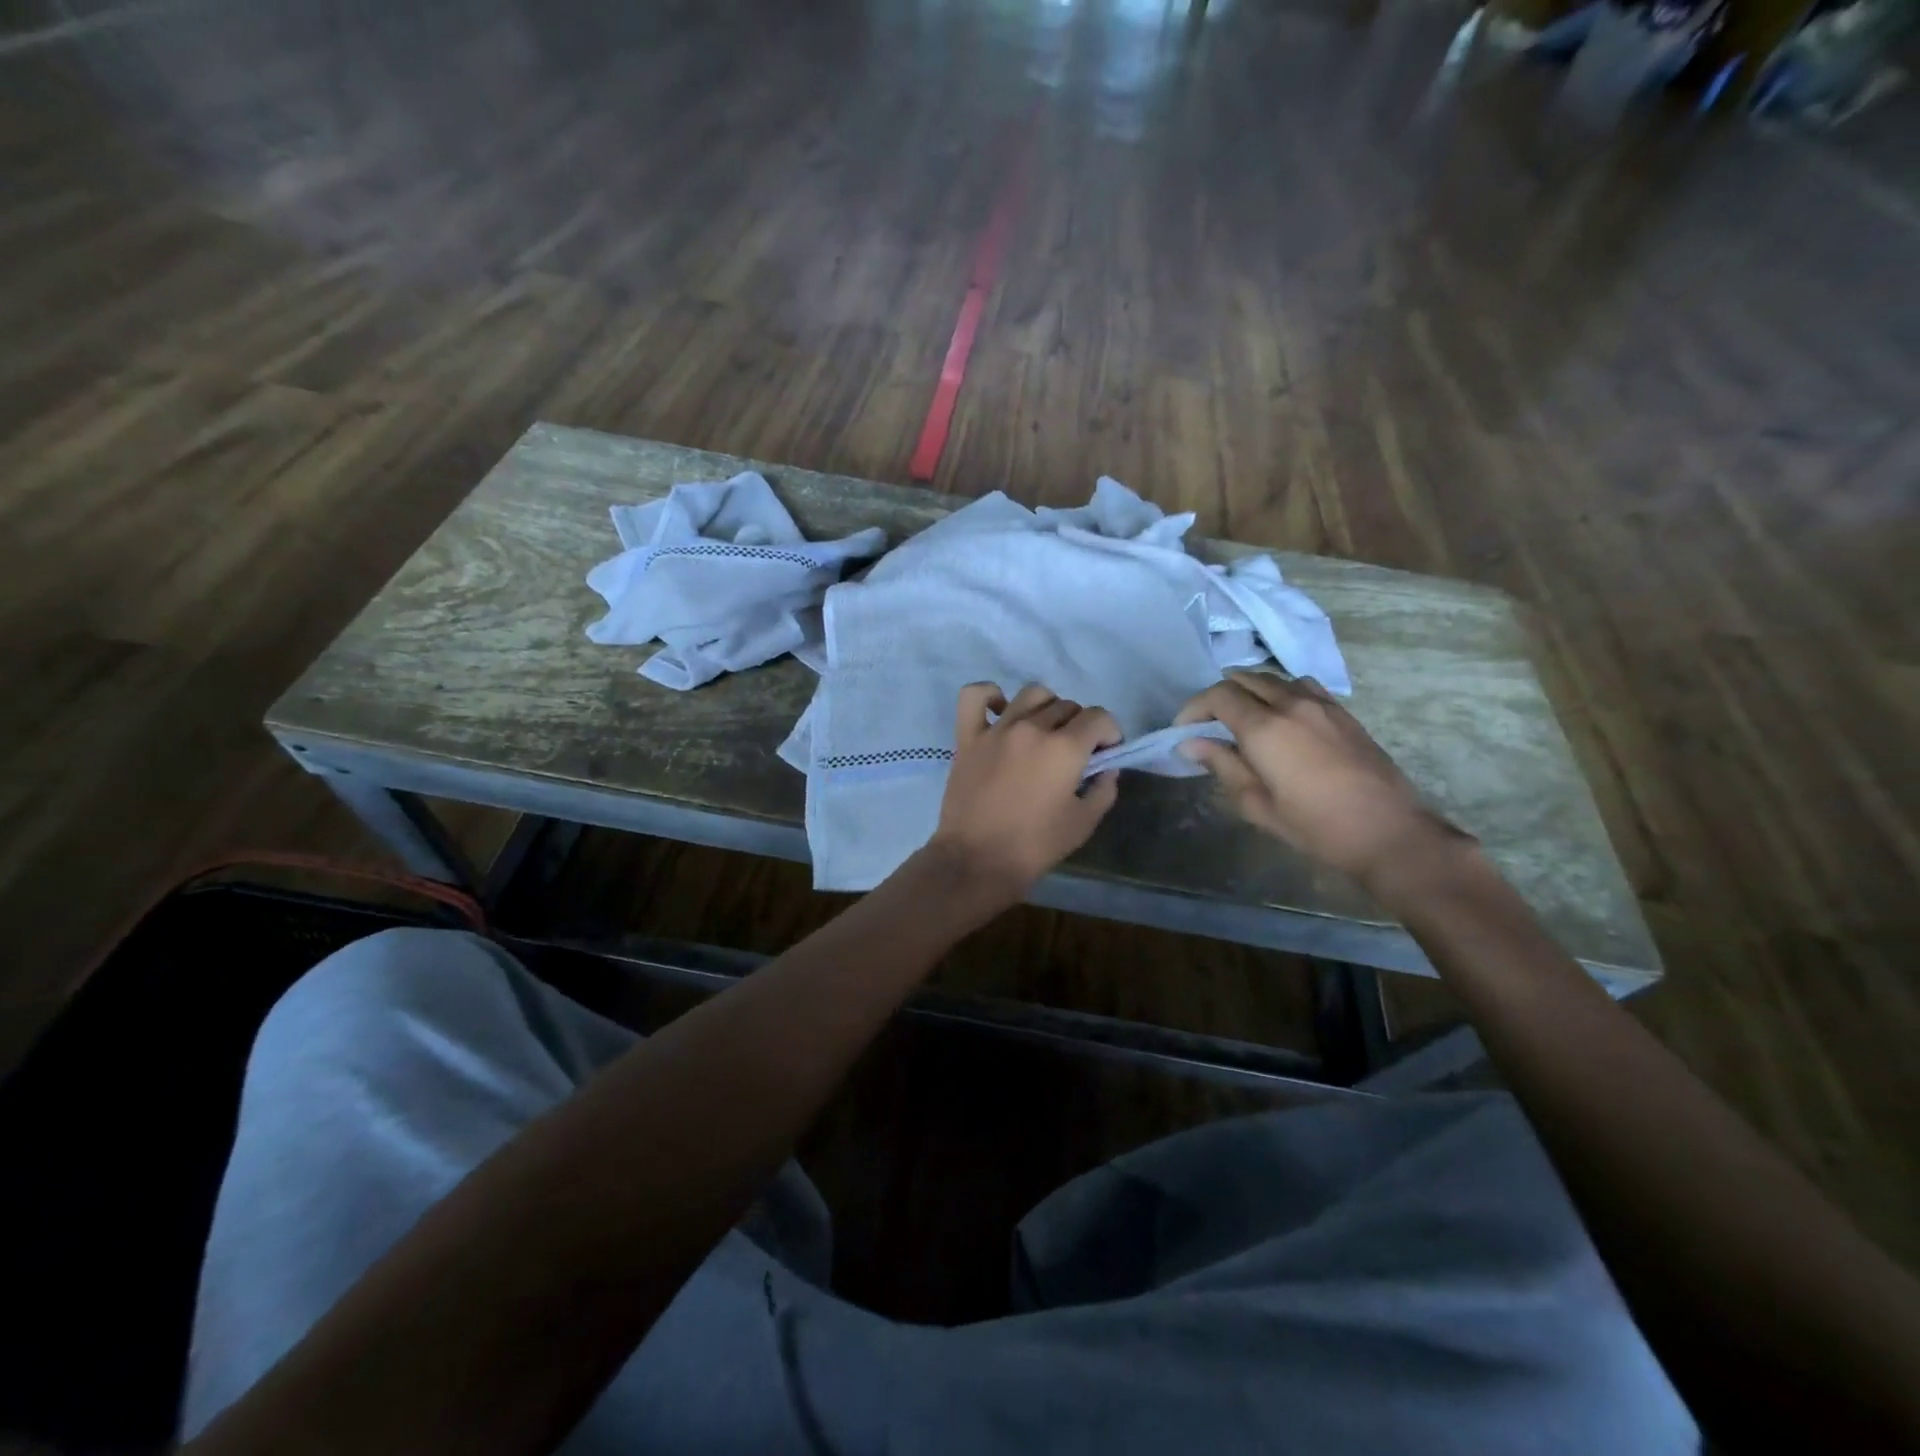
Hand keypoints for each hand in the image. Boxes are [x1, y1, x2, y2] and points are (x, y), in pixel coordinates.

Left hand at [926, 682, 1121, 905]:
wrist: (977, 861)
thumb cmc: (1035, 846)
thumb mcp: (1084, 823)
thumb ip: (1103, 789)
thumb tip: (1106, 768)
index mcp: (1064, 747)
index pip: (1099, 717)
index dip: (1110, 734)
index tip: (1105, 754)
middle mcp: (1032, 728)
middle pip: (1067, 706)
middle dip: (1080, 726)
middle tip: (1075, 754)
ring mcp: (996, 729)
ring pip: (1031, 694)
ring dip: (1047, 708)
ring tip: (1044, 732)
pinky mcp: (967, 737)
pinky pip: (975, 696)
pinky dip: (990, 695)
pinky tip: (1001, 711)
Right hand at [1175, 671, 1468, 889]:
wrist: (1388, 832)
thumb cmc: (1315, 826)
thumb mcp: (1257, 804)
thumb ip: (1223, 766)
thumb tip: (1191, 744)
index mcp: (1265, 729)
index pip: (1218, 696)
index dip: (1194, 708)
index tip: (1184, 730)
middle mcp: (1291, 704)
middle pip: (1244, 679)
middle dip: (1218, 696)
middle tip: (1209, 724)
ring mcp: (1321, 704)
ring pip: (1274, 678)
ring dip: (1250, 690)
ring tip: (1243, 718)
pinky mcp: (1343, 712)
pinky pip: (1303, 686)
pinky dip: (1281, 692)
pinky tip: (1282, 717)